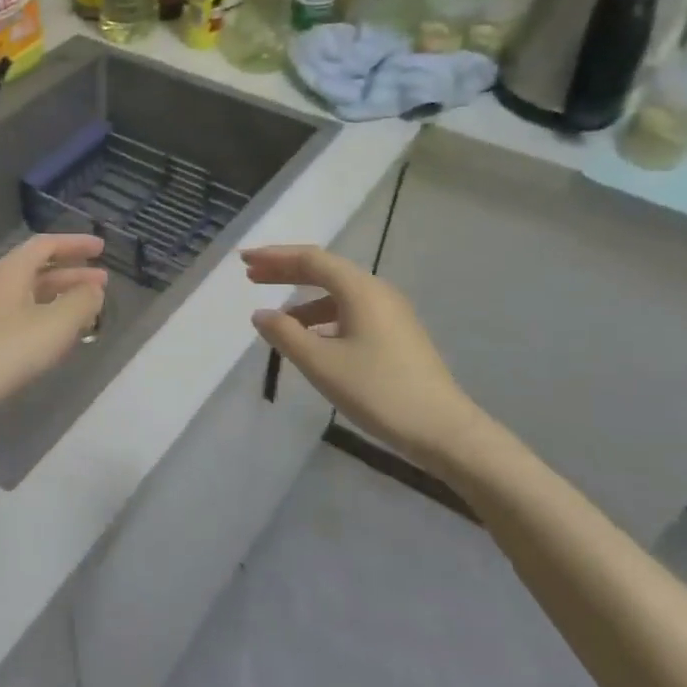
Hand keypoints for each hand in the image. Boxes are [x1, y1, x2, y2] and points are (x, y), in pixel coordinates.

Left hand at [0, 235, 107, 418]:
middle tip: (102, 281)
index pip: (45, 245)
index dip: (75, 243)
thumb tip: (94, 289)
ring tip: (89, 308)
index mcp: (8, 272)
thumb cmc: (8, 353)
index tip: (101, 248)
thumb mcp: (56, 325)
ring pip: (30, 294)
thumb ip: (81, 301)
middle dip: (72, 273)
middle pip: (37, 269)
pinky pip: (22, 316)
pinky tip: (60, 334)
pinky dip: (47, 316)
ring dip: (61, 296)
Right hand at [243, 244, 493, 468]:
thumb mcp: (321, 363)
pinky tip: (310, 340)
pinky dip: (323, 318)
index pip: (310, 259)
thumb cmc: (377, 390)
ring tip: (275, 317)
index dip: (274, 257)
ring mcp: (390, 313)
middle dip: (286, 272)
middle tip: (251, 276)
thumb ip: (285, 335)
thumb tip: (261, 314)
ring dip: (304, 299)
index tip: (244, 260)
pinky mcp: (396, 334)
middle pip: (325, 271)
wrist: (443, 429)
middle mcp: (377, 292)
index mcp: (360, 289)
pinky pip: (351, 312)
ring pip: (338, 294)